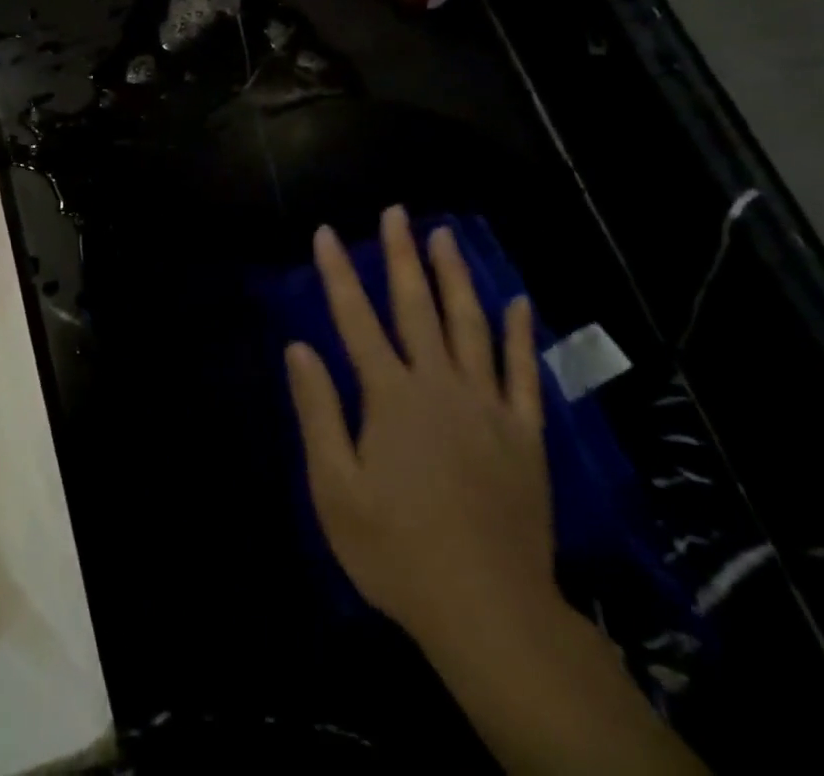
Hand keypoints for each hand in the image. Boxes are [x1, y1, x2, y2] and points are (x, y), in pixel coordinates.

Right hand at [286, 209, 554, 644]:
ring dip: (455, 276)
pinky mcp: (524, 434)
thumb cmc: (397, 549)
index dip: (337, 272)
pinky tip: (517, 301)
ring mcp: (487, 406)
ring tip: (445, 235)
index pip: (355, 318)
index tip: (326, 232)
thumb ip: (318, 411)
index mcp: (390, 396)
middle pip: (416, 306)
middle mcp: (439, 385)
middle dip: (401, 255)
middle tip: (396, 212)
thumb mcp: (335, 487)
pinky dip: (518, 334)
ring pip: (470, 325)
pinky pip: (522, 373)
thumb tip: (299, 346)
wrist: (490, 611)